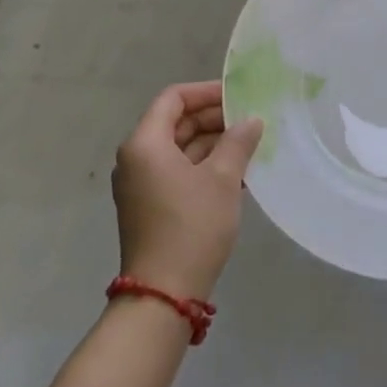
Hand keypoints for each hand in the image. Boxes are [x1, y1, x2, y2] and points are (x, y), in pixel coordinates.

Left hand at [111, 81, 262, 302]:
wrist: (164, 295)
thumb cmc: (192, 226)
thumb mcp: (222, 179)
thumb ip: (238, 141)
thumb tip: (251, 120)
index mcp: (145, 143)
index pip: (173, 98)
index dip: (206, 92)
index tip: (238, 96)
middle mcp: (136, 158)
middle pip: (176, 122)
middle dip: (214, 119)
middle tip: (250, 121)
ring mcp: (140, 185)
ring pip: (179, 149)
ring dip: (213, 144)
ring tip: (250, 147)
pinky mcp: (150, 206)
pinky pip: (177, 172)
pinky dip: (204, 166)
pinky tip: (237, 174)